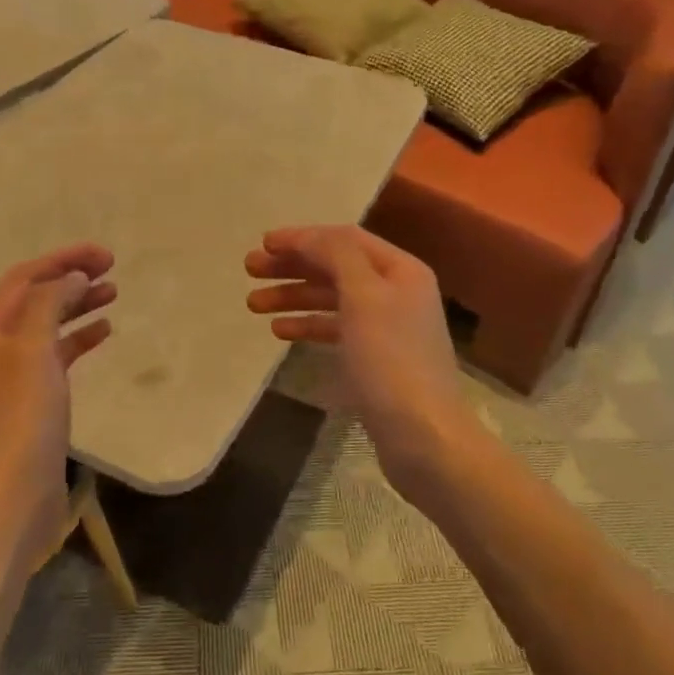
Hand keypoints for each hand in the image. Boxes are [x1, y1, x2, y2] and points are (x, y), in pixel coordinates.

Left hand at [0, 243, 115, 544]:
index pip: (25, 277)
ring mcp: (15, 373)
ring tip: (113, 292)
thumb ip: (51, 303)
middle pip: (36, 297)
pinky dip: (79, 337)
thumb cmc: (24, 416)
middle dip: (71, 277)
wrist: (16, 491)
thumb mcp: (34, 349)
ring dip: (78, 304)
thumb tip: (73, 277)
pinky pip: (58, 354)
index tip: (103, 254)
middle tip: (112, 268)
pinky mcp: (35, 397)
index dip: (62, 259)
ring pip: (49, 323)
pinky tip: (104, 331)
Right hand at [245, 226, 470, 495]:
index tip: (264, 243)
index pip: (345, 239)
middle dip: (292, 266)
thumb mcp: (364, 297)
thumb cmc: (391, 361)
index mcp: (400, 270)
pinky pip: (334, 329)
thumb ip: (337, 256)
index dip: (303, 237)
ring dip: (293, 296)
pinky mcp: (374, 357)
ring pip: (331, 298)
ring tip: (253, 304)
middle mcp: (395, 291)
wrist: (423, 437)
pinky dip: (307, 324)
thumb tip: (309, 236)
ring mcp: (385, 326)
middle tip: (250, 269)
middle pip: (336, 266)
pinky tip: (279, 330)